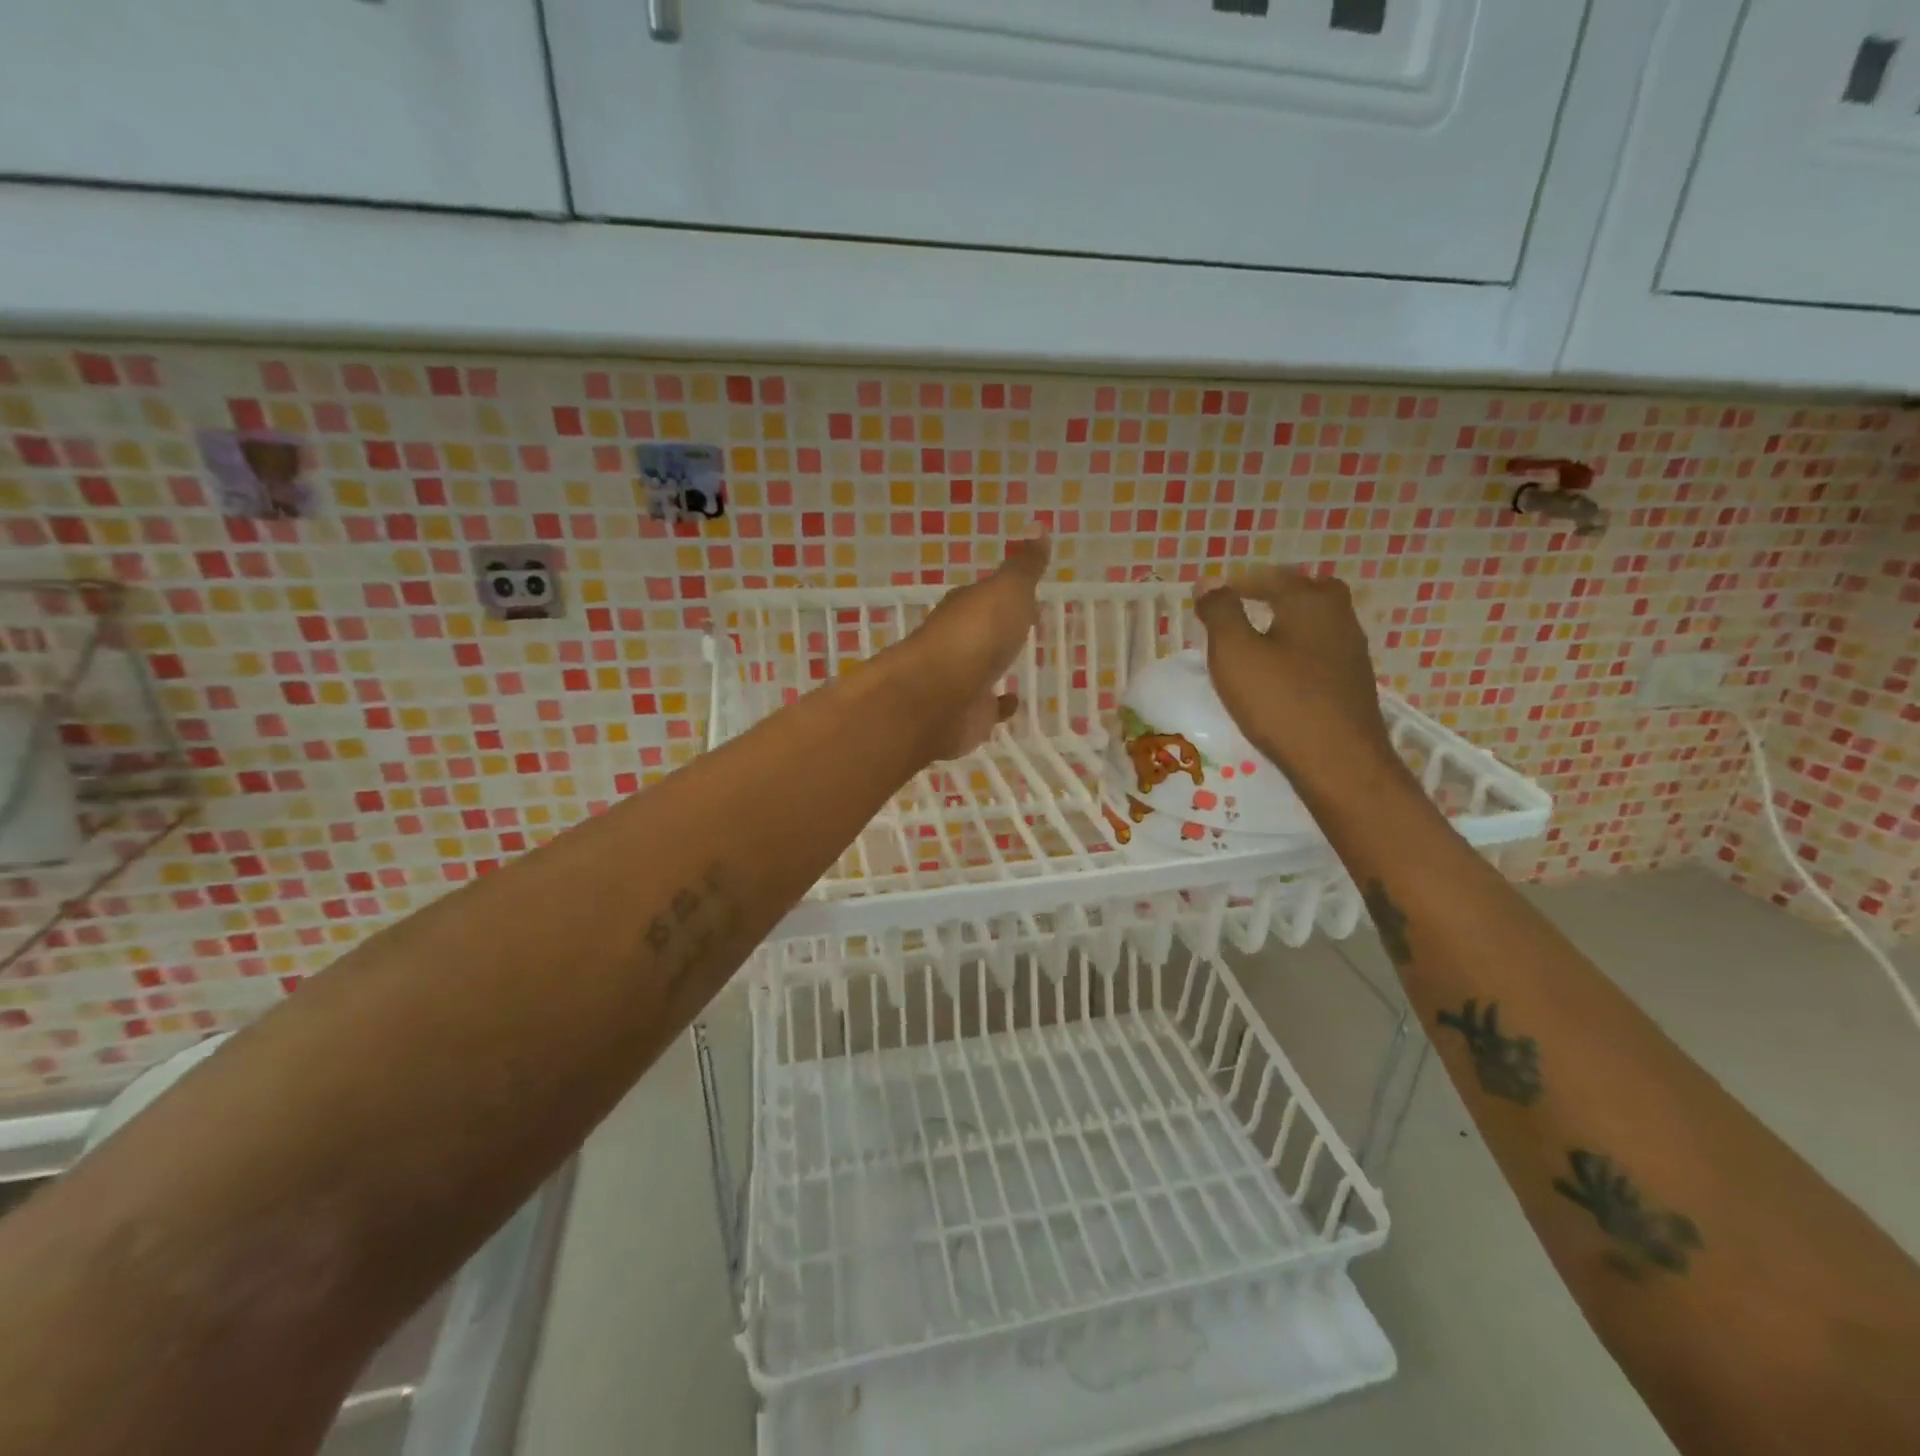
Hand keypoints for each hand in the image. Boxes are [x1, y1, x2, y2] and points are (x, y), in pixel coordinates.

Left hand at [894, 537, 1049, 759]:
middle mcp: (956, 644)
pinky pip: (986, 709)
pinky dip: (998, 706)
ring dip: (994, 667)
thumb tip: (1039, 527)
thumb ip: (1023, 568)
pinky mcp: (965, 718)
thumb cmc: (974, 636)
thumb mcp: (1006, 591)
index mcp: (963, 609)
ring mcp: (959, 683)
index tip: (1023, 594)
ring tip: (1019, 665)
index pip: (982, 597)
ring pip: (980, 671)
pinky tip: (1013, 703)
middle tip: (1022, 628)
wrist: (936, 698)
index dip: (1000, 594)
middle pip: (979, 634)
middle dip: (997, 631)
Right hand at [1191, 567, 1404, 799]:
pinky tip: (1284, 672)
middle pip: (1309, 590)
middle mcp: (1338, 618)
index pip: (1269, 578)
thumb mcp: (1234, 653)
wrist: (1339, 761)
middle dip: (1277, 592)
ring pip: (1319, 622)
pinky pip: (1323, 651)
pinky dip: (1301, 649)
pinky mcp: (1354, 683)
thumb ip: (1220, 613)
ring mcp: (1352, 652)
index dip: (1237, 584)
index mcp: (1309, 602)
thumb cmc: (1280, 701)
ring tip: (1260, 638)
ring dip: (1291, 621)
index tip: (1212, 597)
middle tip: (1248, 603)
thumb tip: (1209, 583)